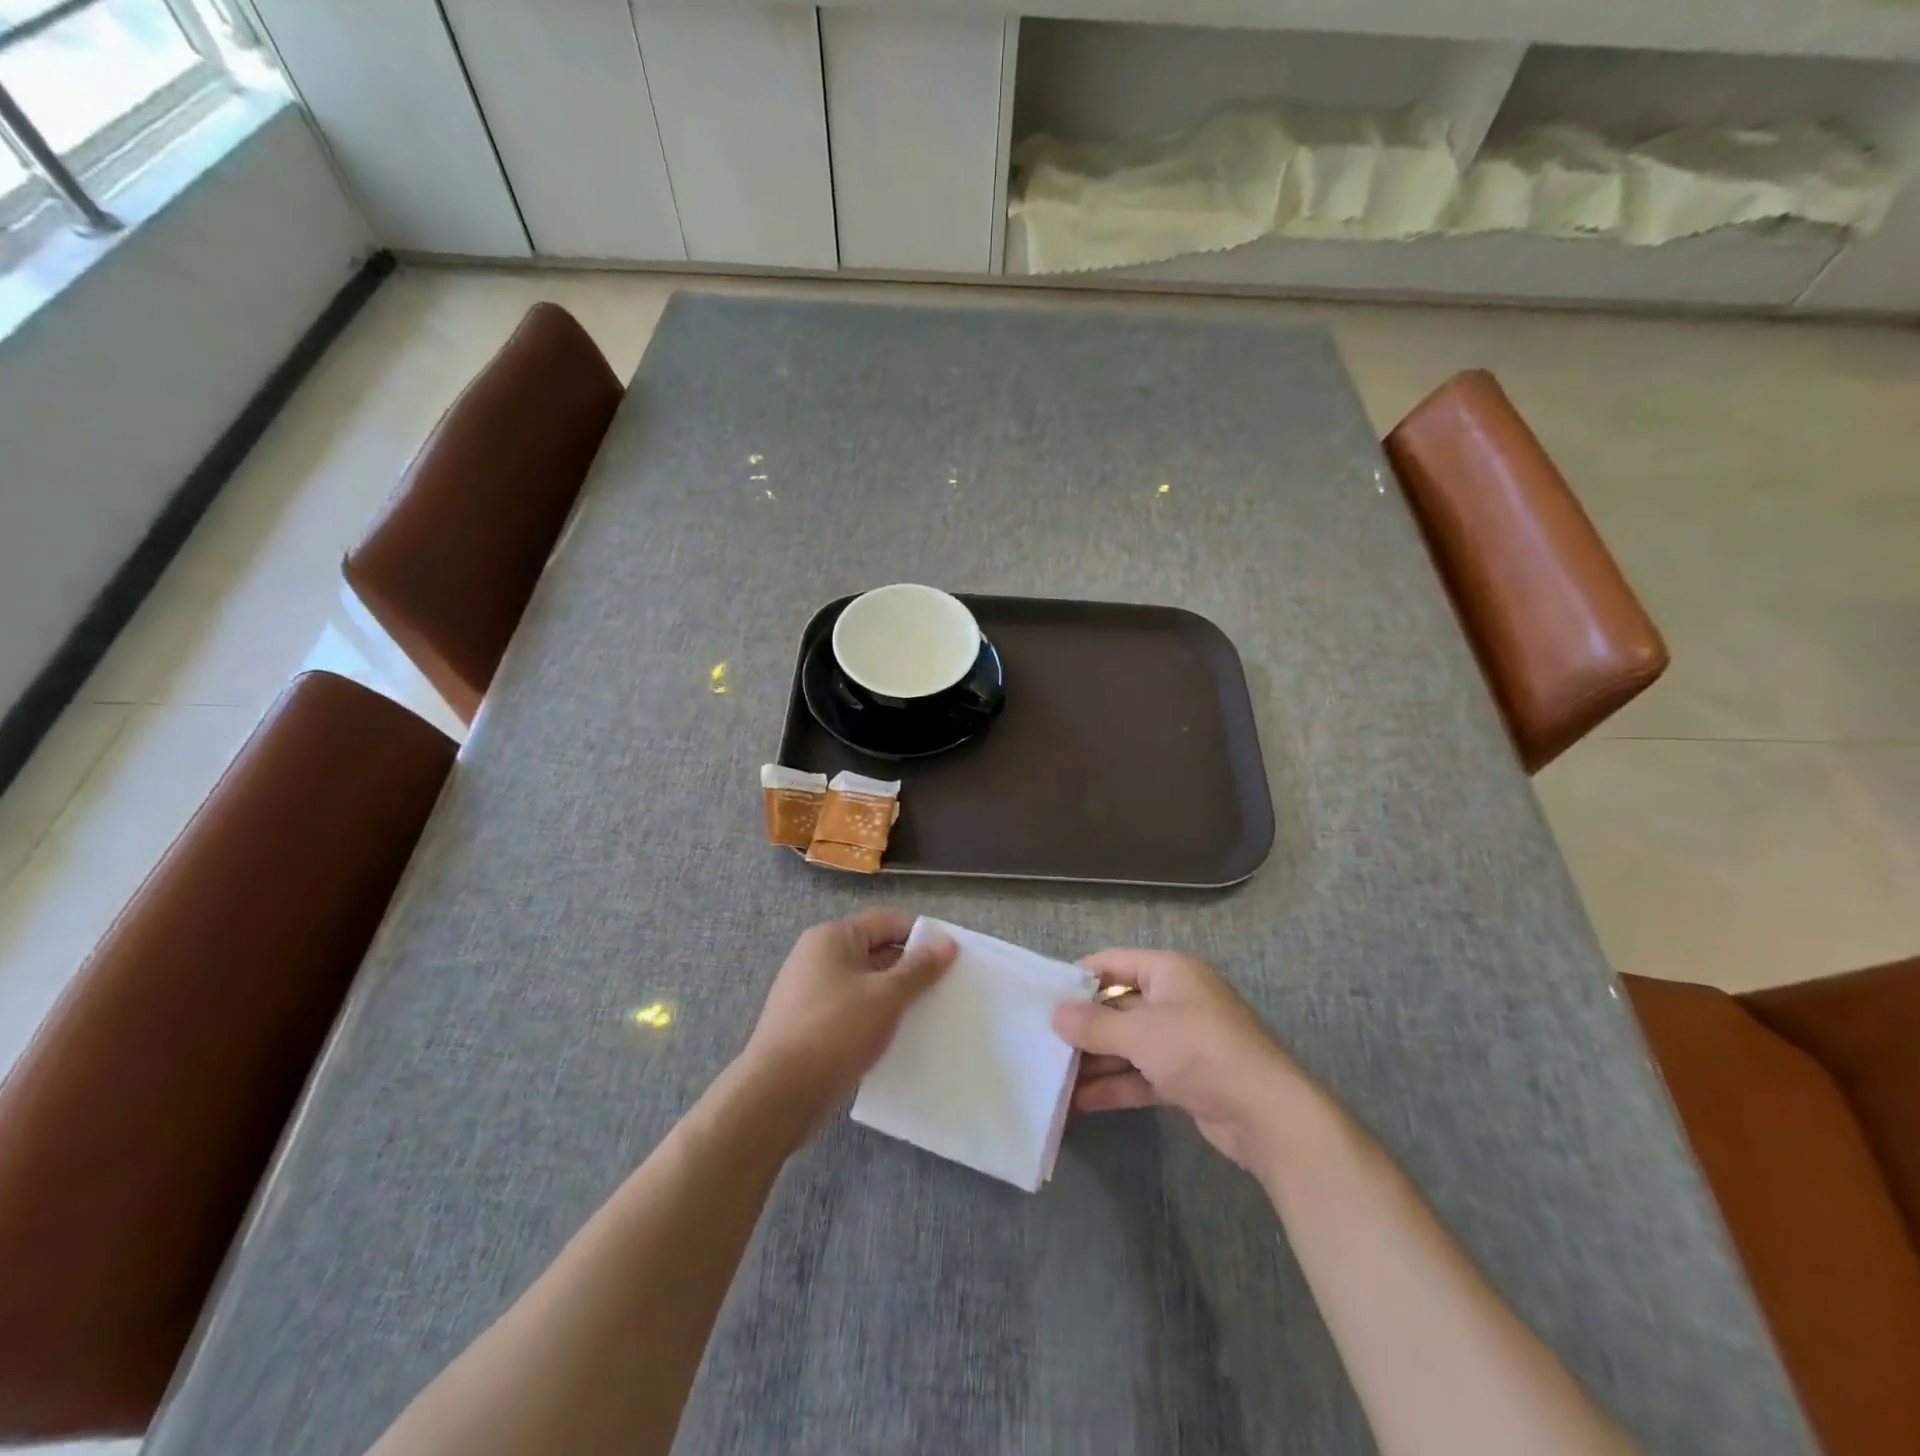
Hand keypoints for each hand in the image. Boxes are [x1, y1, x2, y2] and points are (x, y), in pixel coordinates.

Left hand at [740, 909, 955, 1133]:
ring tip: (927, 1014)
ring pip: (864, 984)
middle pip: (875, 951)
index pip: (886, 922)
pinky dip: (874, 1018)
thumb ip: (919, 968)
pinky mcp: (808, 1023)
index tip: (952, 957)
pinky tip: (897, 1038)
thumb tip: (947, 943)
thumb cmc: (836, 1030)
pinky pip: (851, 1009)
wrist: (778, 1094)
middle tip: (946, 988)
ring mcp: (810, 991)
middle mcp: (817, 956)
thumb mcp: (886, 996)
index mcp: (833, 937)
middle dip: (910, 968)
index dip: (920, 936)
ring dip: (894, 997)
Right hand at [1052, 949, 1308, 1174]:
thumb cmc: (1200, 1051)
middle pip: (1118, 1006)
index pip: (1113, 963)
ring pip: (1127, 1044)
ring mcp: (1181, 1040)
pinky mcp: (1185, 1078)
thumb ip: (1094, 1024)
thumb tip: (1055, 1014)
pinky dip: (1114, 1085)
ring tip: (1051, 1076)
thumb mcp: (1141, 1032)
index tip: (1043, 998)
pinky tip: (1080, 1102)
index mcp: (1169, 971)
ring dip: (1094, 1061)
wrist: (1267, 1114)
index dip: (1079, 978)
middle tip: (1041, 1042)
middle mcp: (1175, 999)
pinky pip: (1140, 1074)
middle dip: (1083, 1027)